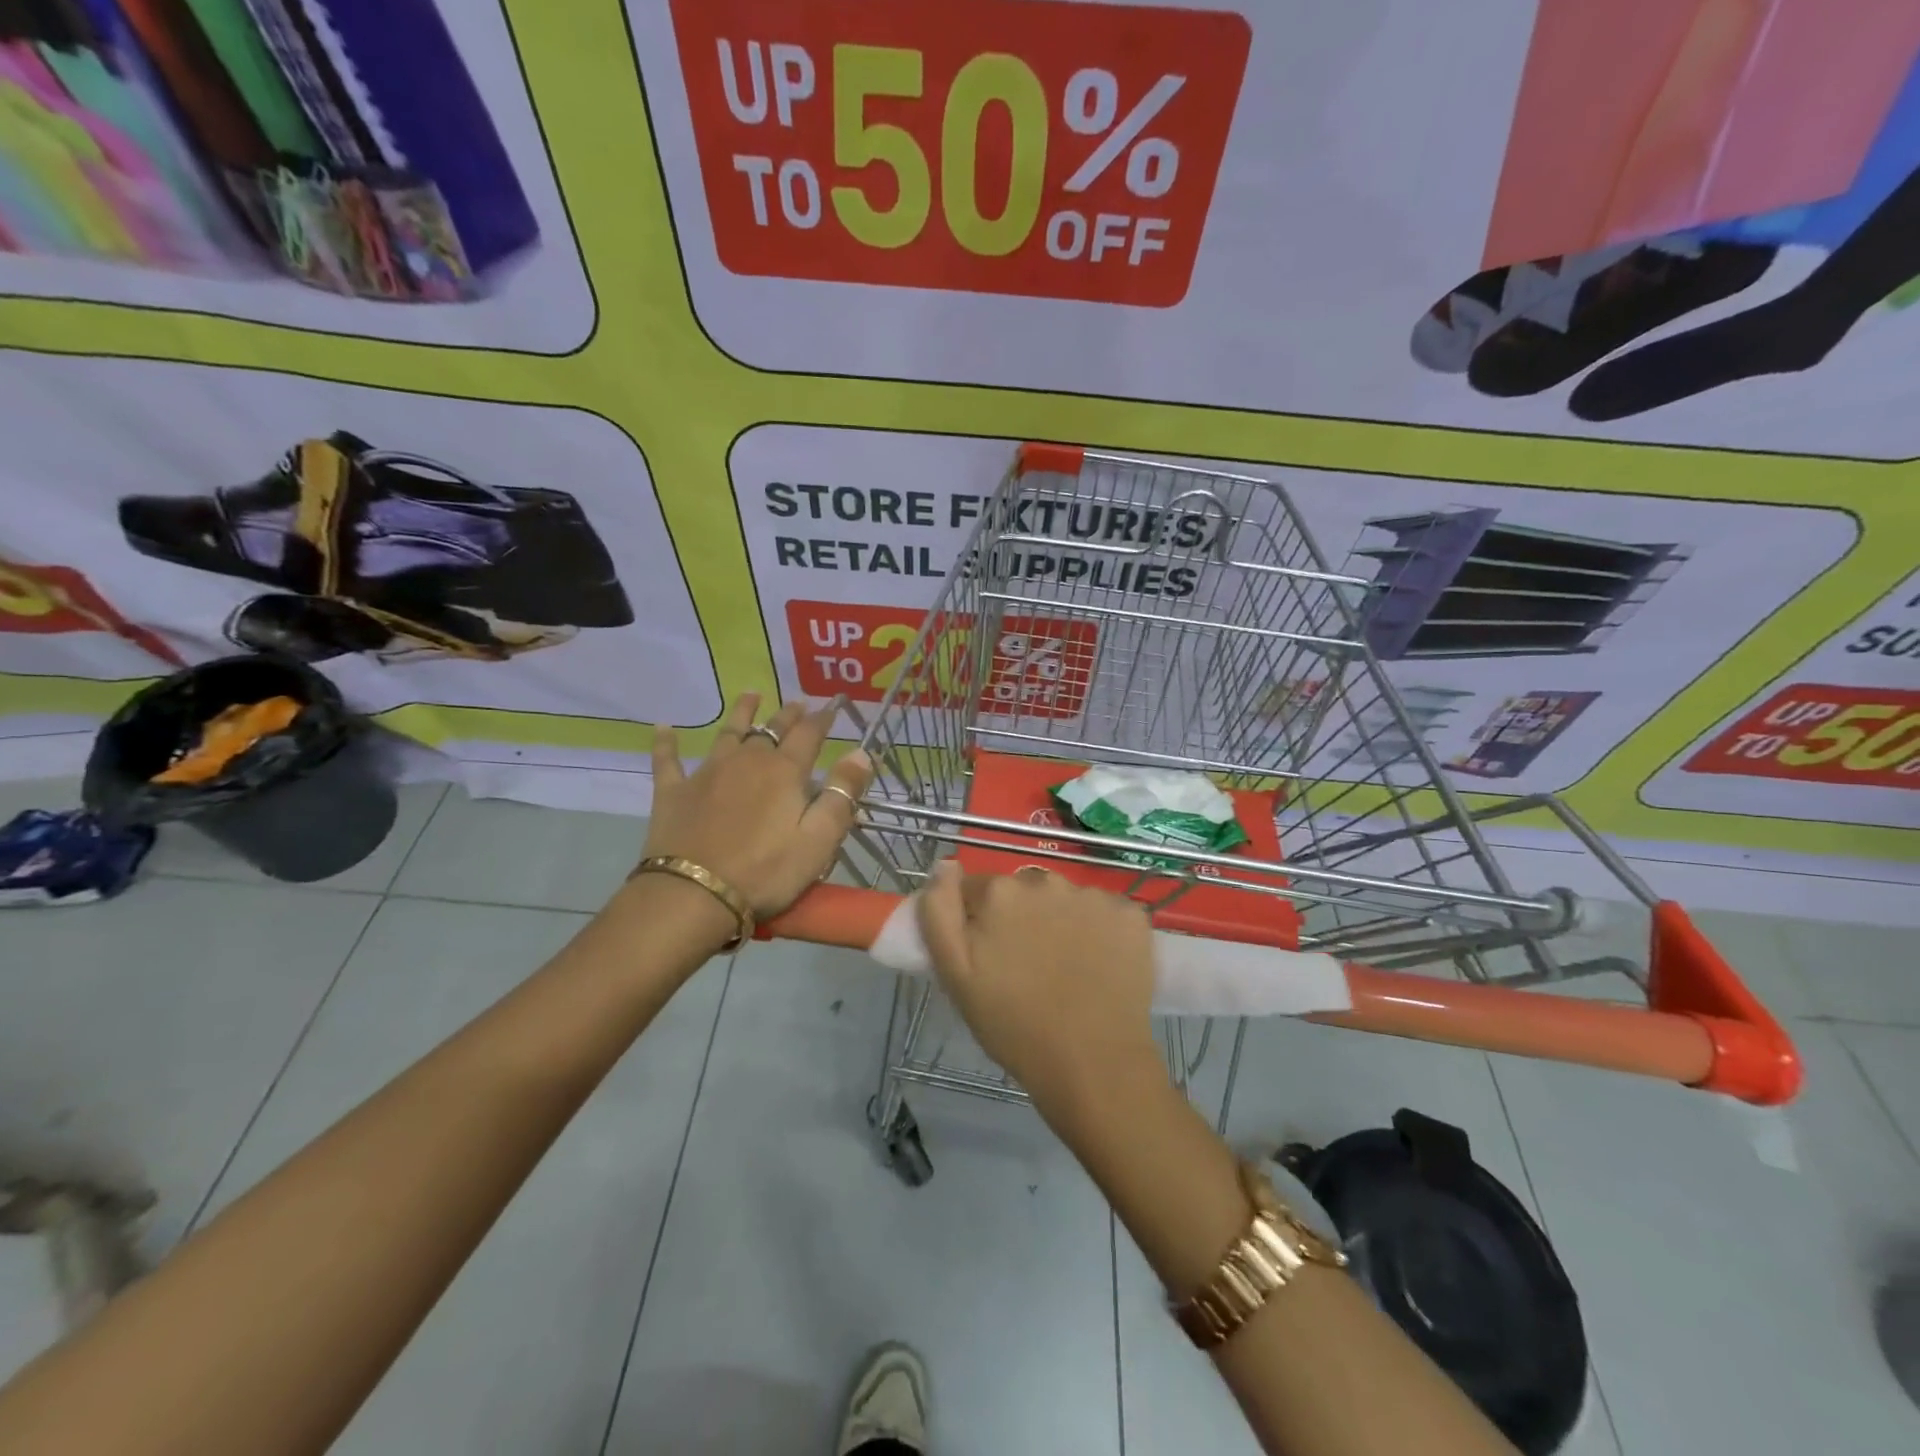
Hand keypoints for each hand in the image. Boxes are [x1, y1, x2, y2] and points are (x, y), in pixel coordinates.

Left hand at [644, 694, 872, 918]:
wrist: (694, 894)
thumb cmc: (766, 871)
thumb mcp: (819, 839)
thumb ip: (842, 794)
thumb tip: (862, 752)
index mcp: (784, 772)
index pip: (809, 735)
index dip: (822, 719)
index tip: (832, 706)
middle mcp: (747, 761)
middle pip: (771, 730)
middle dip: (788, 715)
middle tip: (798, 703)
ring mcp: (707, 773)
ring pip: (728, 733)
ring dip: (742, 713)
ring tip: (751, 695)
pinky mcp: (674, 792)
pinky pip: (668, 759)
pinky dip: (666, 742)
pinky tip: (664, 727)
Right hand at [916, 863, 1160, 1115]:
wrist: (1093, 1064)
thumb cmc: (1013, 1023)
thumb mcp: (954, 973)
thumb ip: (939, 909)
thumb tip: (946, 864)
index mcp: (1000, 891)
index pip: (976, 890)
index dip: (977, 922)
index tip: (988, 957)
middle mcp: (1047, 879)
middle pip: (1022, 890)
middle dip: (1019, 917)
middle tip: (1026, 967)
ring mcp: (1093, 895)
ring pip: (1064, 900)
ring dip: (1060, 921)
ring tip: (1065, 969)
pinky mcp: (1131, 914)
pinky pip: (1104, 912)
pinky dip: (1100, 931)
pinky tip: (1099, 965)